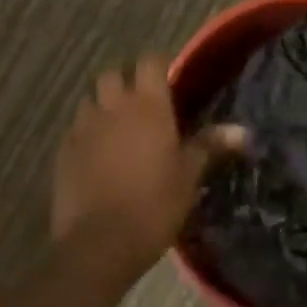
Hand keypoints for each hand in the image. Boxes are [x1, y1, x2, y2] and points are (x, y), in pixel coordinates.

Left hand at [51, 57, 243, 288]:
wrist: (98, 246)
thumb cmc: (154, 205)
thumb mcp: (189, 176)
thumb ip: (210, 145)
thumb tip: (243, 130)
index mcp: (148, 104)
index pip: (151, 61)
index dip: (159, 65)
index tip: (168, 80)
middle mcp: (114, 105)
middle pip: (113, 74)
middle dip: (125, 82)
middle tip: (140, 104)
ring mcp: (84, 127)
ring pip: (90, 100)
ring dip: (102, 106)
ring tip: (116, 129)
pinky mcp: (63, 151)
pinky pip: (75, 129)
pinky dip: (86, 134)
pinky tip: (95, 156)